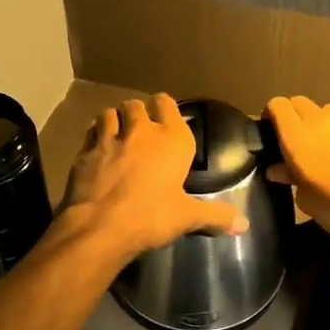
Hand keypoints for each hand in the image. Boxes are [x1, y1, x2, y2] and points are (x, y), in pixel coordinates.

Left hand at [53, 94, 246, 260]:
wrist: (100, 227)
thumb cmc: (151, 217)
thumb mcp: (187, 218)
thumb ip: (215, 216)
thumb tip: (244, 225)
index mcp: (171, 139)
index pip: (167, 103)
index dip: (165, 108)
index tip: (165, 118)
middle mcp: (140, 131)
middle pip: (136, 105)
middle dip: (138, 113)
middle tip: (140, 130)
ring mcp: (108, 138)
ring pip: (108, 114)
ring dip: (113, 120)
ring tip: (117, 134)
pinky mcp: (84, 152)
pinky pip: (89, 134)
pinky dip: (94, 138)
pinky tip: (97, 151)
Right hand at [264, 96, 329, 240]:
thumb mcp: (306, 200)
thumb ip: (290, 178)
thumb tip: (278, 168)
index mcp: (296, 136)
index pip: (277, 105)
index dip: (269, 115)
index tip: (266, 134)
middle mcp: (318, 121)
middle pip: (298, 102)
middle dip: (291, 116)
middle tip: (288, 141)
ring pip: (321, 111)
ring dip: (314, 122)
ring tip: (314, 148)